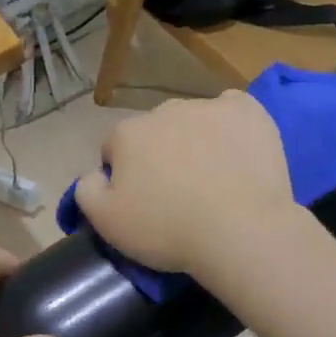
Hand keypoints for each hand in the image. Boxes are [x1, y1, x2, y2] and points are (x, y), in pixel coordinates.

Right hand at [74, 90, 297, 275]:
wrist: (240, 230)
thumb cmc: (168, 230)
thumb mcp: (107, 223)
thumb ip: (87, 191)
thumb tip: (94, 174)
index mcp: (127, 133)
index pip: (115, 149)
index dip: (125, 176)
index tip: (142, 202)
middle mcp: (164, 110)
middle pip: (156, 132)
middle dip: (162, 155)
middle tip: (179, 194)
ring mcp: (209, 107)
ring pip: (195, 121)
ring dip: (197, 141)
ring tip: (215, 179)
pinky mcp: (248, 111)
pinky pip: (233, 111)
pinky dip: (233, 128)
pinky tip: (240, 154)